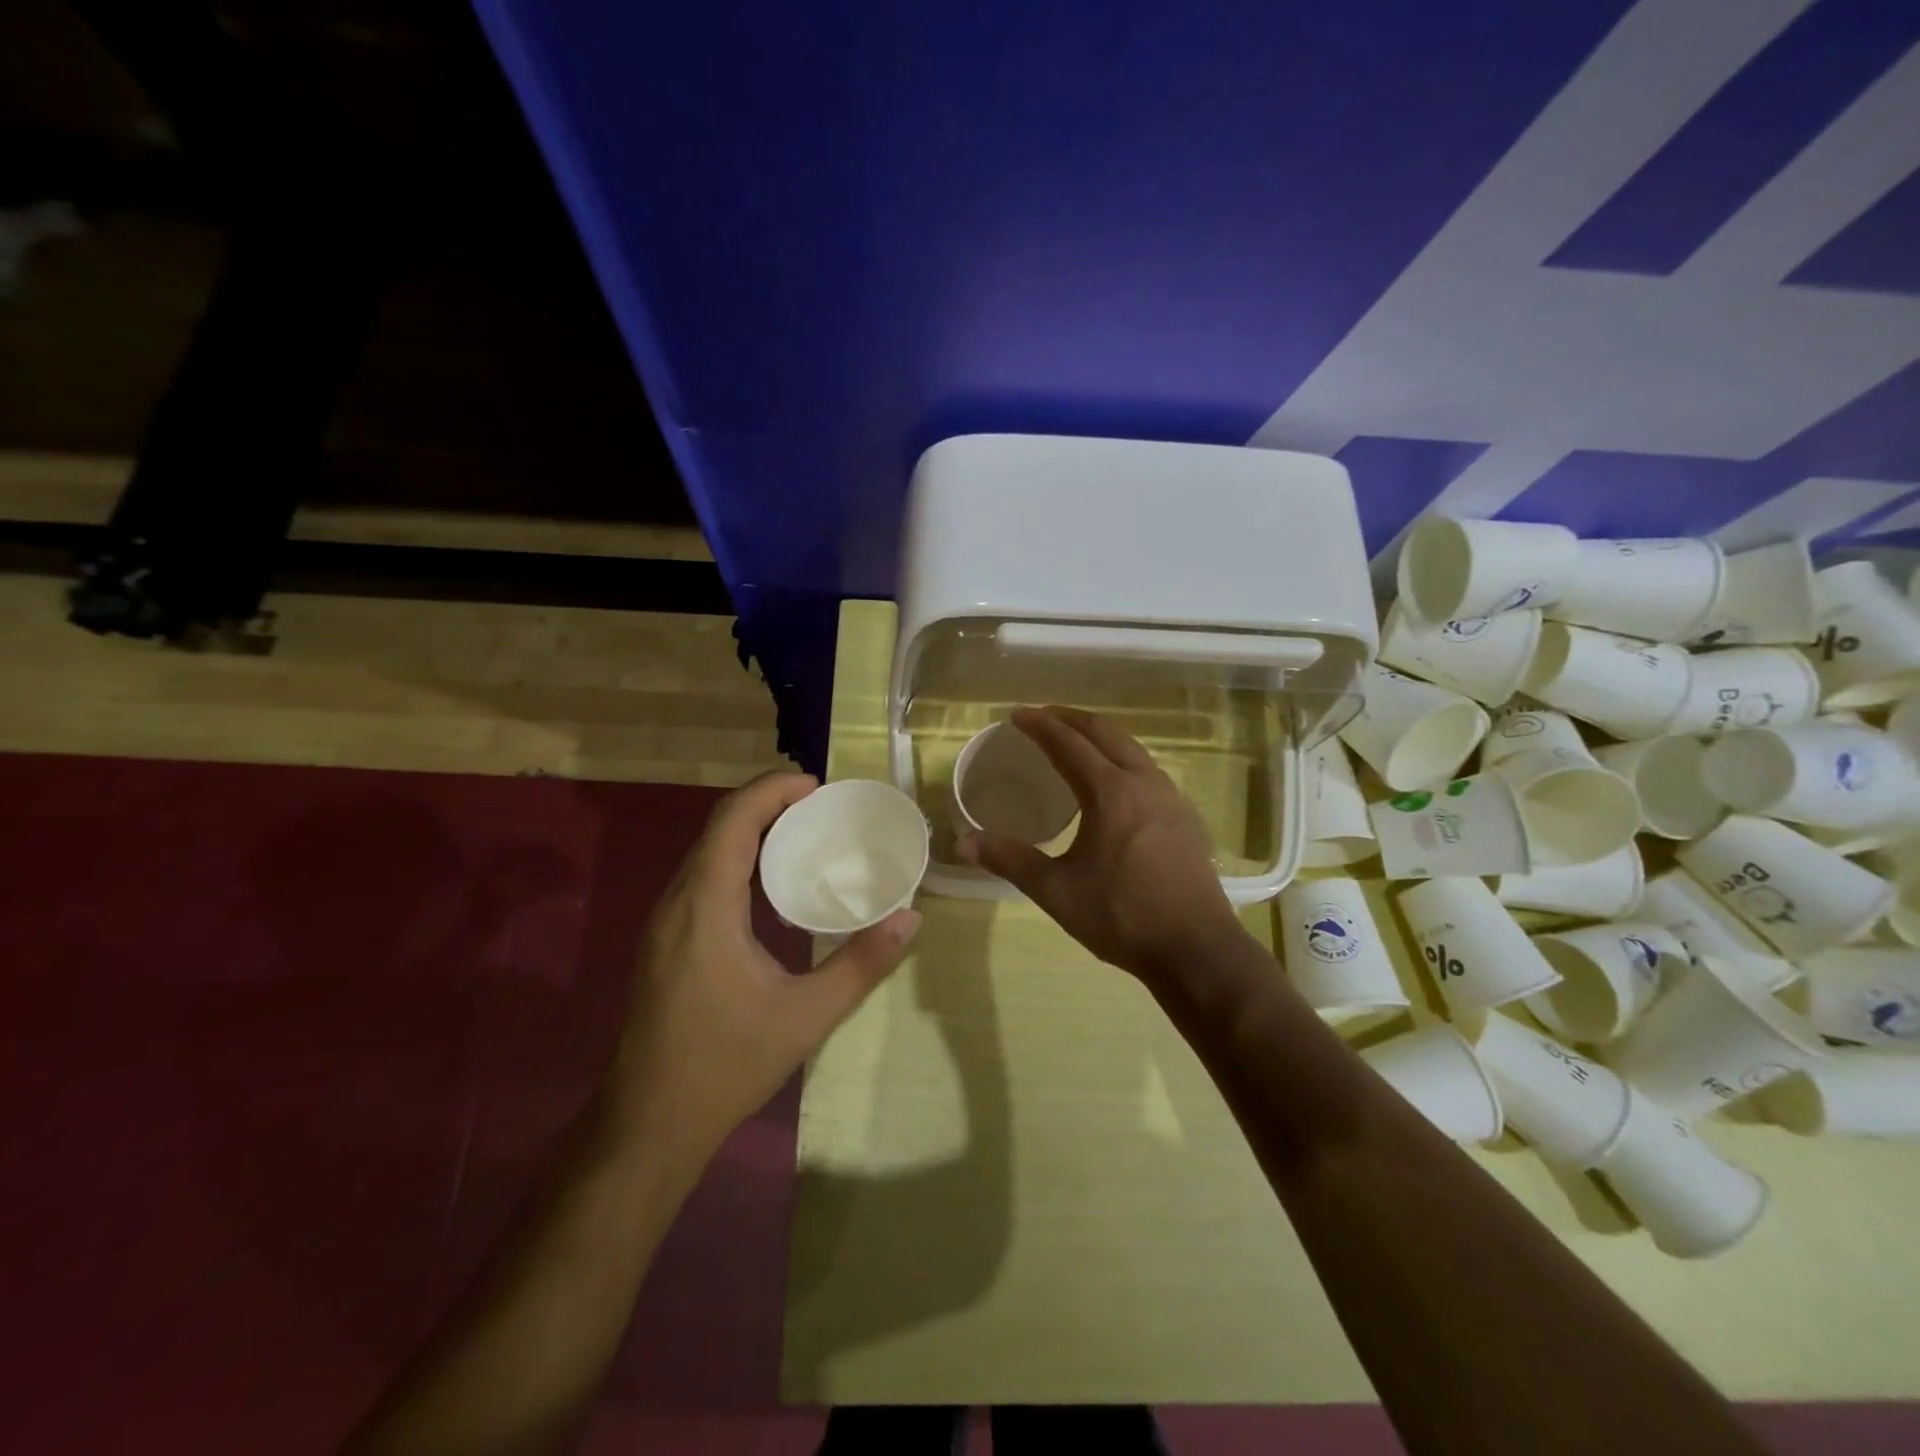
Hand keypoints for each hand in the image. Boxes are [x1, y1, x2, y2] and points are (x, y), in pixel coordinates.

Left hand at [606, 772, 918, 1155]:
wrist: (648, 1124)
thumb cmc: (725, 1066)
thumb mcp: (806, 1017)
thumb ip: (861, 965)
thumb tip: (909, 919)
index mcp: (705, 908)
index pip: (732, 822)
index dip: (772, 791)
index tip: (817, 786)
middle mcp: (677, 903)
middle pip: (718, 829)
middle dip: (768, 805)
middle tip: (821, 808)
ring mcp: (665, 923)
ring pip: (707, 852)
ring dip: (751, 831)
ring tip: (804, 835)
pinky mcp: (665, 942)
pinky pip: (702, 877)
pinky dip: (738, 860)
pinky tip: (771, 886)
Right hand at [962, 707, 1247, 986]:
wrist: (1196, 948)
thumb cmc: (1122, 917)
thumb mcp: (1056, 891)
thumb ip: (1011, 860)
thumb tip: (965, 843)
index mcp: (1110, 792)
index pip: (1068, 743)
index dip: (1040, 725)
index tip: (1017, 716)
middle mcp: (1143, 782)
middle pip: (1104, 732)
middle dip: (1069, 718)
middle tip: (1041, 717)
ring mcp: (1169, 796)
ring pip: (1130, 747)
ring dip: (1098, 735)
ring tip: (1073, 740)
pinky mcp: (1183, 815)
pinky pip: (1145, 767)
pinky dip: (1119, 755)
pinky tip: (1111, 780)